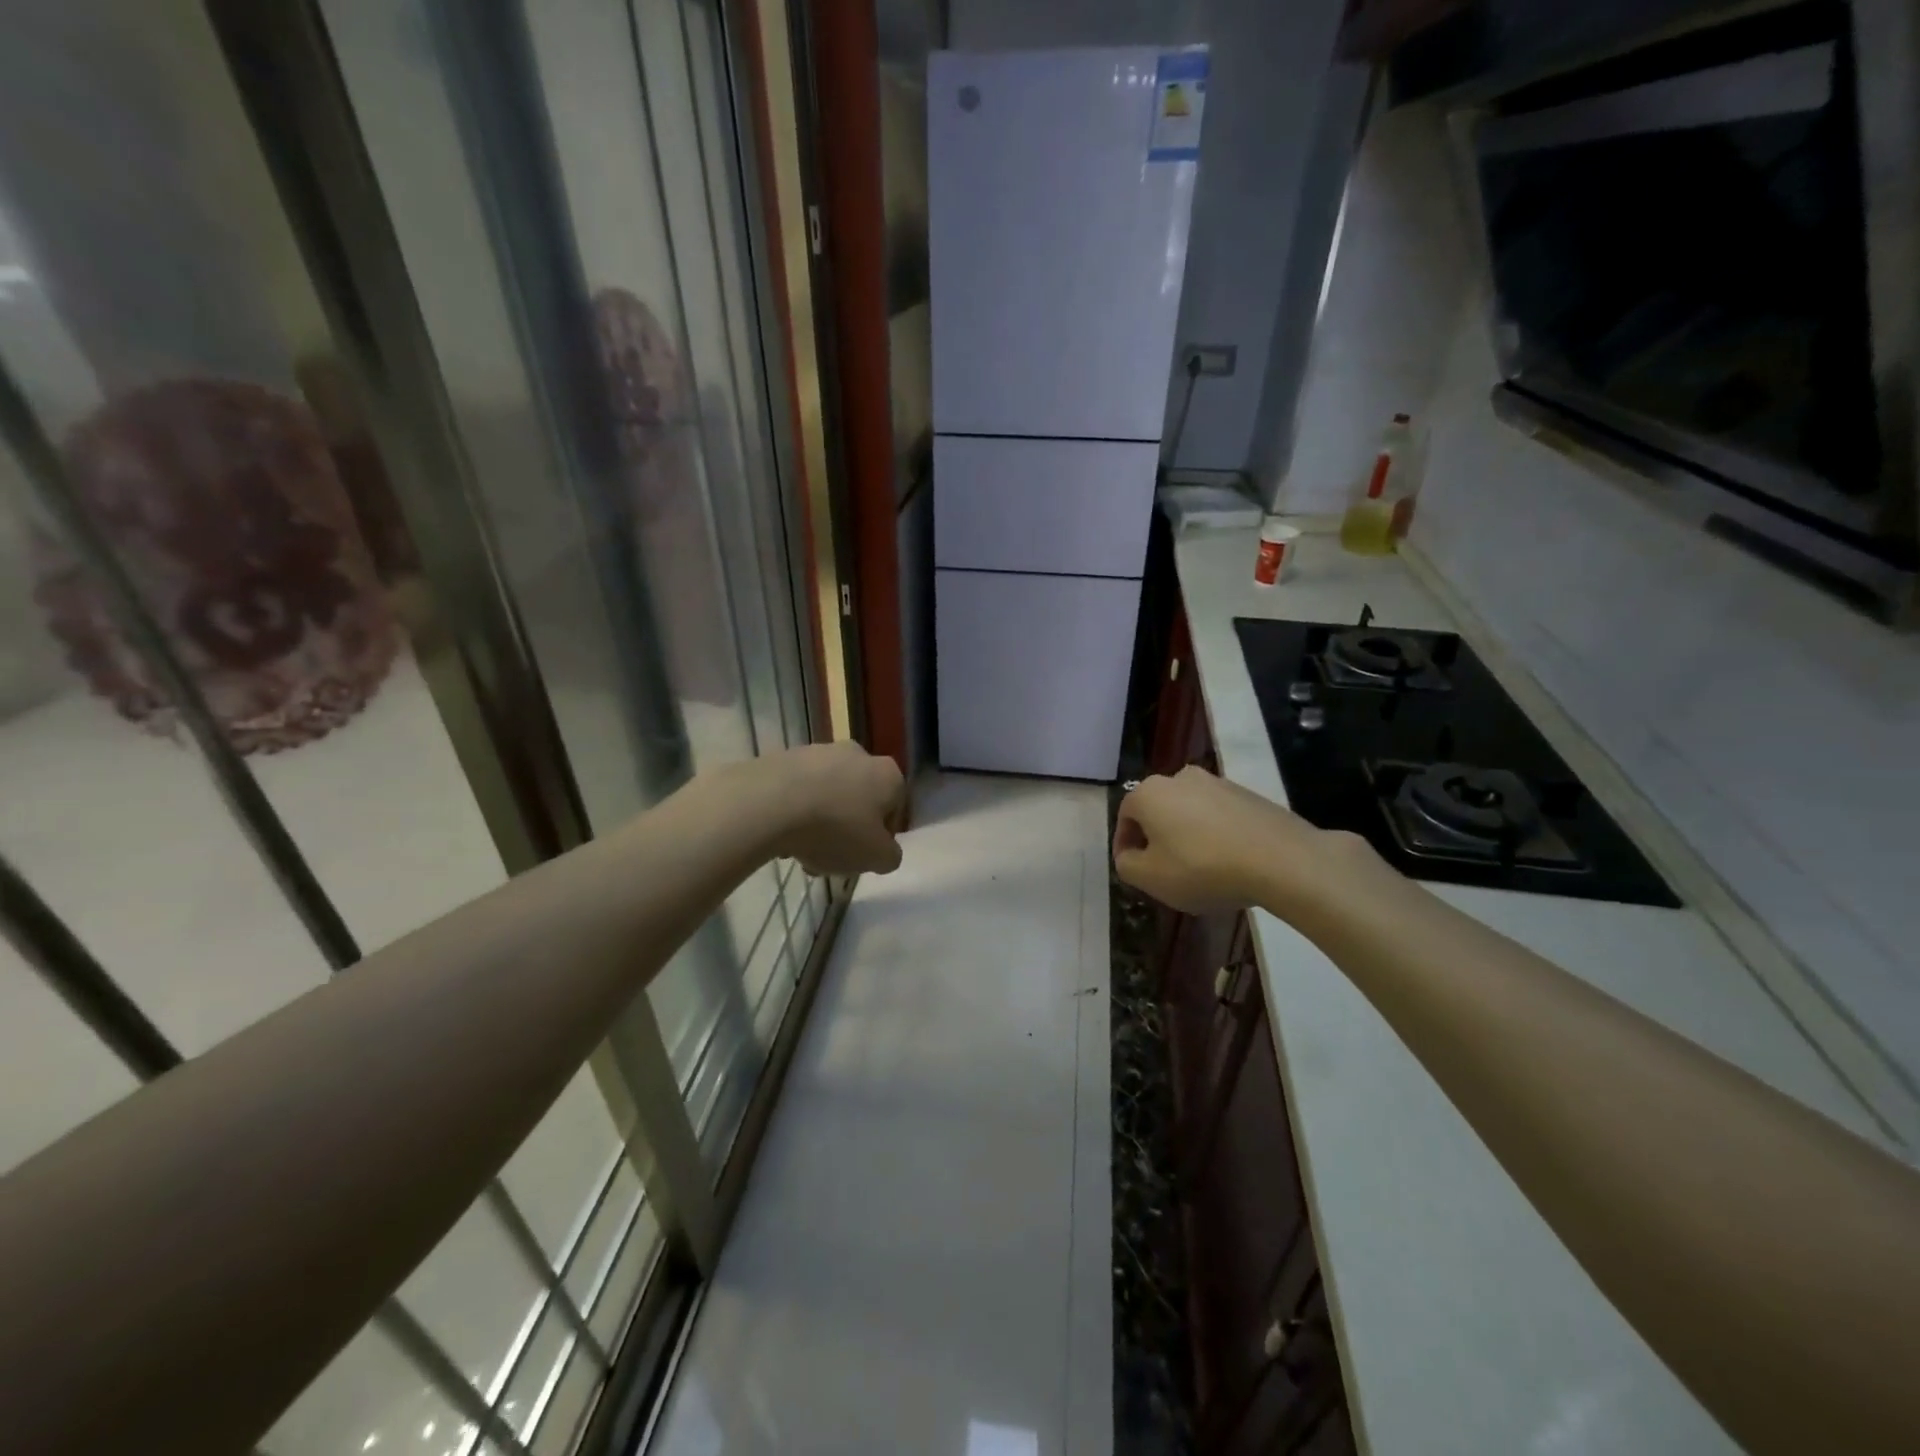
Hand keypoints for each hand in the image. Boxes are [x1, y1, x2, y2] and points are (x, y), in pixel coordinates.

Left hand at [767, 741, 906, 876]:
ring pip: (827, 795)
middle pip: (858, 800)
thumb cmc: (836, 829)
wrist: (770, 803)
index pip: (895, 808)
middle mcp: (858, 754)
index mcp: (888, 774)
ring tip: (800, 852)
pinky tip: (780, 835)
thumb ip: (890, 856)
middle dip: (847, 828)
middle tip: (831, 857)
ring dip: (819, 822)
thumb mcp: (877, 858)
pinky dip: (794, 810)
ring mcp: (819, 752)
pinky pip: (797, 790)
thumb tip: (884, 852)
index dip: (881, 837)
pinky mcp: (785, 757)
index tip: (863, 857)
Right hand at [1113, 765, 1371, 916]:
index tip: (1133, 870)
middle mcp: (1180, 777)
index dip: (1124, 846)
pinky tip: (1228, 862)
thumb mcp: (1150, 878)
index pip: (1124, 817)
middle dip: (1156, 838)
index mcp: (1149, 792)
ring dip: (1186, 835)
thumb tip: (1129, 855)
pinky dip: (1215, 834)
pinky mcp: (1248, 794)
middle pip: (1157, 810)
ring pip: (1189, 811)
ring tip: (1199, 869)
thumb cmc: (1203, 868)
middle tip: (1164, 871)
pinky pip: (1219, 816)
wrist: (1282, 860)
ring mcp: (1218, 783)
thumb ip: (1126, 865)